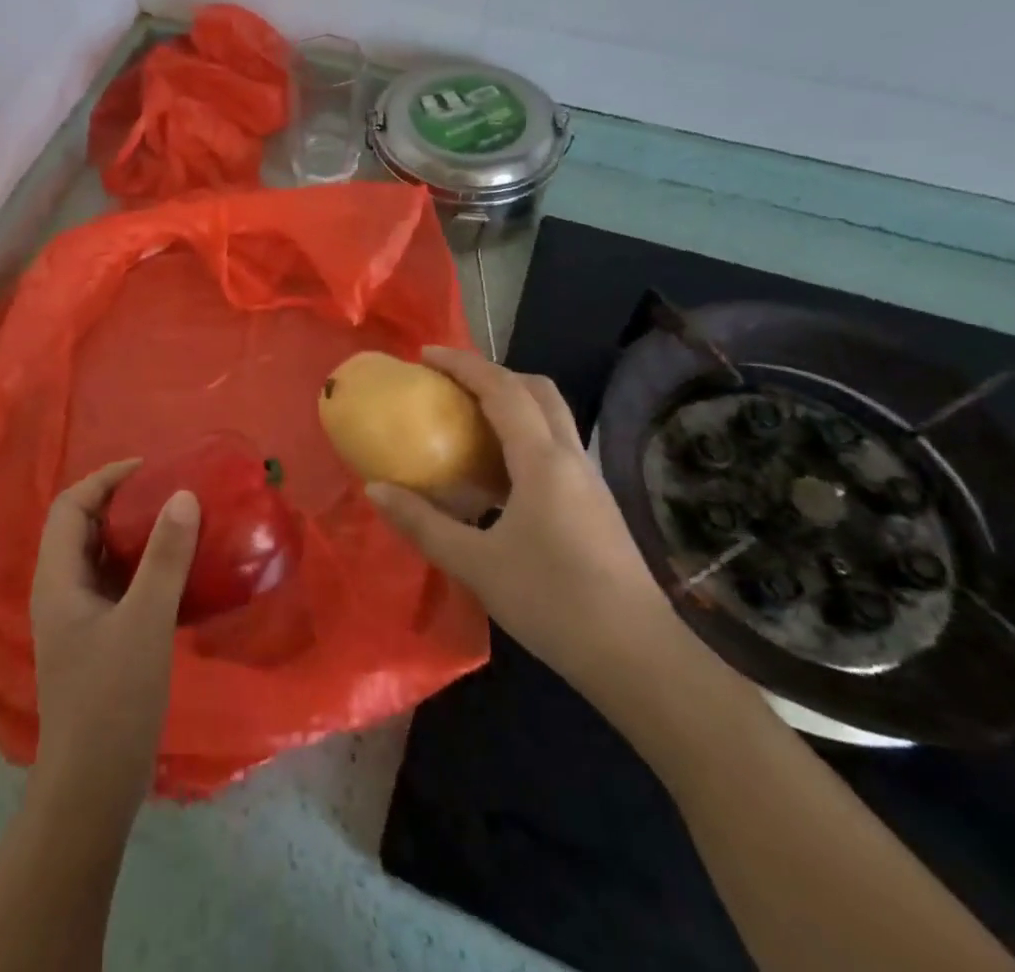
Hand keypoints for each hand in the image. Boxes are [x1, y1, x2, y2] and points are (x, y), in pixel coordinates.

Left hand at [29, 460, 198, 812]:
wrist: (92, 788)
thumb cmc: (113, 699)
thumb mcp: (145, 622)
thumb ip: (165, 558)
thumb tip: (183, 495)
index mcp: (57, 579)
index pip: (70, 506)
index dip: (105, 479)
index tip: (149, 469)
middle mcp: (59, 591)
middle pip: (82, 526)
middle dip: (122, 501)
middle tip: (168, 492)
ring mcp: (75, 618)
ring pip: (100, 556)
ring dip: (133, 534)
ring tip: (176, 522)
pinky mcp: (94, 639)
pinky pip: (115, 585)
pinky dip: (140, 567)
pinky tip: (176, 573)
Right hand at [366, 347, 681, 699]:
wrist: (639, 658)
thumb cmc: (554, 602)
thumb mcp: (476, 564)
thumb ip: (423, 523)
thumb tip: (375, 489)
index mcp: (542, 460)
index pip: (502, 390)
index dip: (463, 365)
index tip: (426, 355)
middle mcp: (571, 458)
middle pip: (537, 390)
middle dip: (493, 374)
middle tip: (451, 383)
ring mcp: (590, 481)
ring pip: (552, 417)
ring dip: (512, 403)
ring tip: (469, 421)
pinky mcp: (597, 505)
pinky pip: (556, 448)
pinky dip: (524, 437)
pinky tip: (500, 476)